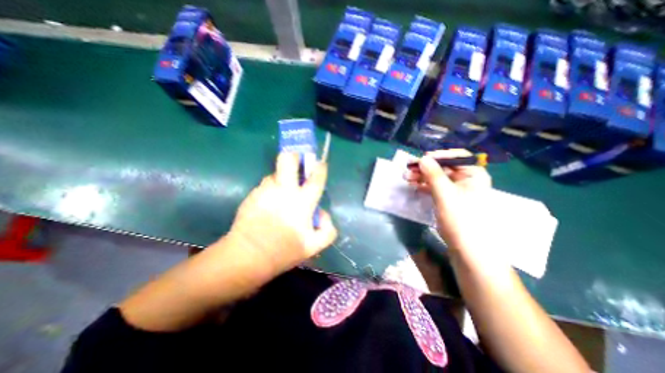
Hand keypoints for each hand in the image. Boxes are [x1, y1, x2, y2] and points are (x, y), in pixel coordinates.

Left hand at [227, 151, 338, 276]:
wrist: (248, 256)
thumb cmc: (283, 251)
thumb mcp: (313, 247)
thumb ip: (327, 229)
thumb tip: (322, 213)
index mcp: (302, 202)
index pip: (315, 178)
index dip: (320, 168)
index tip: (320, 163)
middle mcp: (284, 191)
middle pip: (287, 160)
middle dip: (293, 156)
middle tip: (296, 162)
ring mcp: (265, 190)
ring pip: (275, 173)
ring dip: (281, 178)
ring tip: (281, 193)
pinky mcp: (252, 194)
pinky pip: (265, 185)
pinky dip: (270, 189)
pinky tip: (269, 204)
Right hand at [402, 148, 489, 256]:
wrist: (467, 249)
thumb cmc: (461, 219)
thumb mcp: (445, 194)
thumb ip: (434, 175)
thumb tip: (422, 158)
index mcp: (474, 175)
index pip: (457, 157)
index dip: (438, 156)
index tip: (421, 159)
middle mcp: (467, 180)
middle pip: (443, 167)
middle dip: (425, 167)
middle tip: (408, 169)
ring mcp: (456, 190)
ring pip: (437, 178)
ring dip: (421, 176)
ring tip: (406, 177)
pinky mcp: (448, 200)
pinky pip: (435, 187)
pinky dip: (424, 185)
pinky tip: (413, 185)